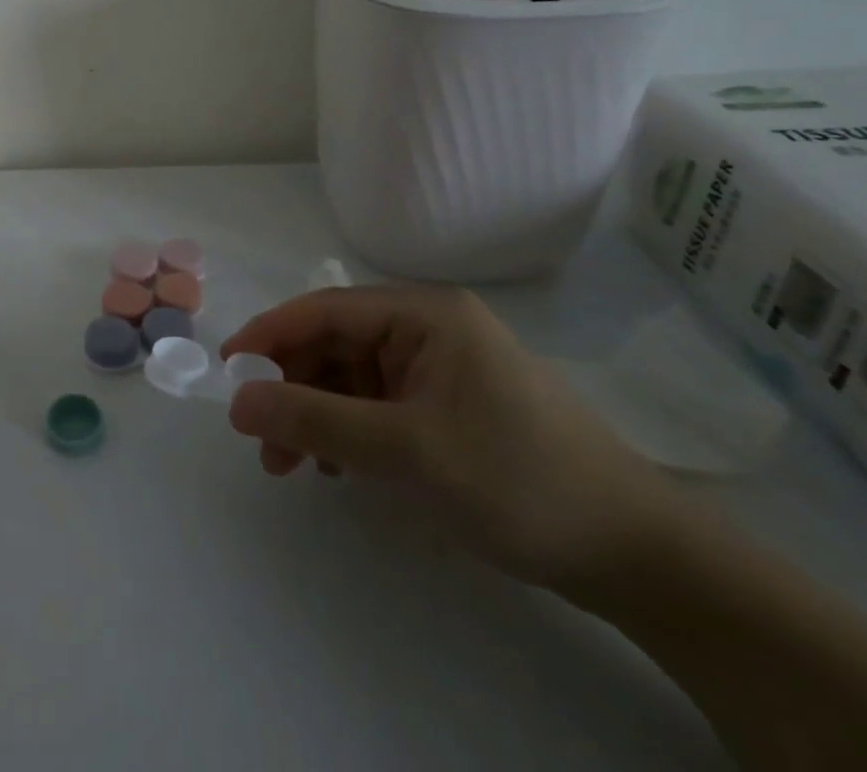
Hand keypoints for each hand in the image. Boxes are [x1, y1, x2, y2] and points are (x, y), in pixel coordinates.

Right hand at [221, 285, 677, 589]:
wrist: (639, 557)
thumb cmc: (518, 481)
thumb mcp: (406, 450)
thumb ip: (315, 421)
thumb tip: (236, 402)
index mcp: (423, 313)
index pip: (324, 310)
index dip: (269, 336)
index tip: (227, 371)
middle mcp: (428, 328)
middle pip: (335, 344)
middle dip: (291, 387)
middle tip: (258, 437)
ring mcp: (440, 367)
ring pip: (351, 378)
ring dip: (315, 414)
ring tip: (288, 466)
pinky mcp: (449, 405)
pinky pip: (378, 404)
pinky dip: (347, 430)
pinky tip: (334, 466)